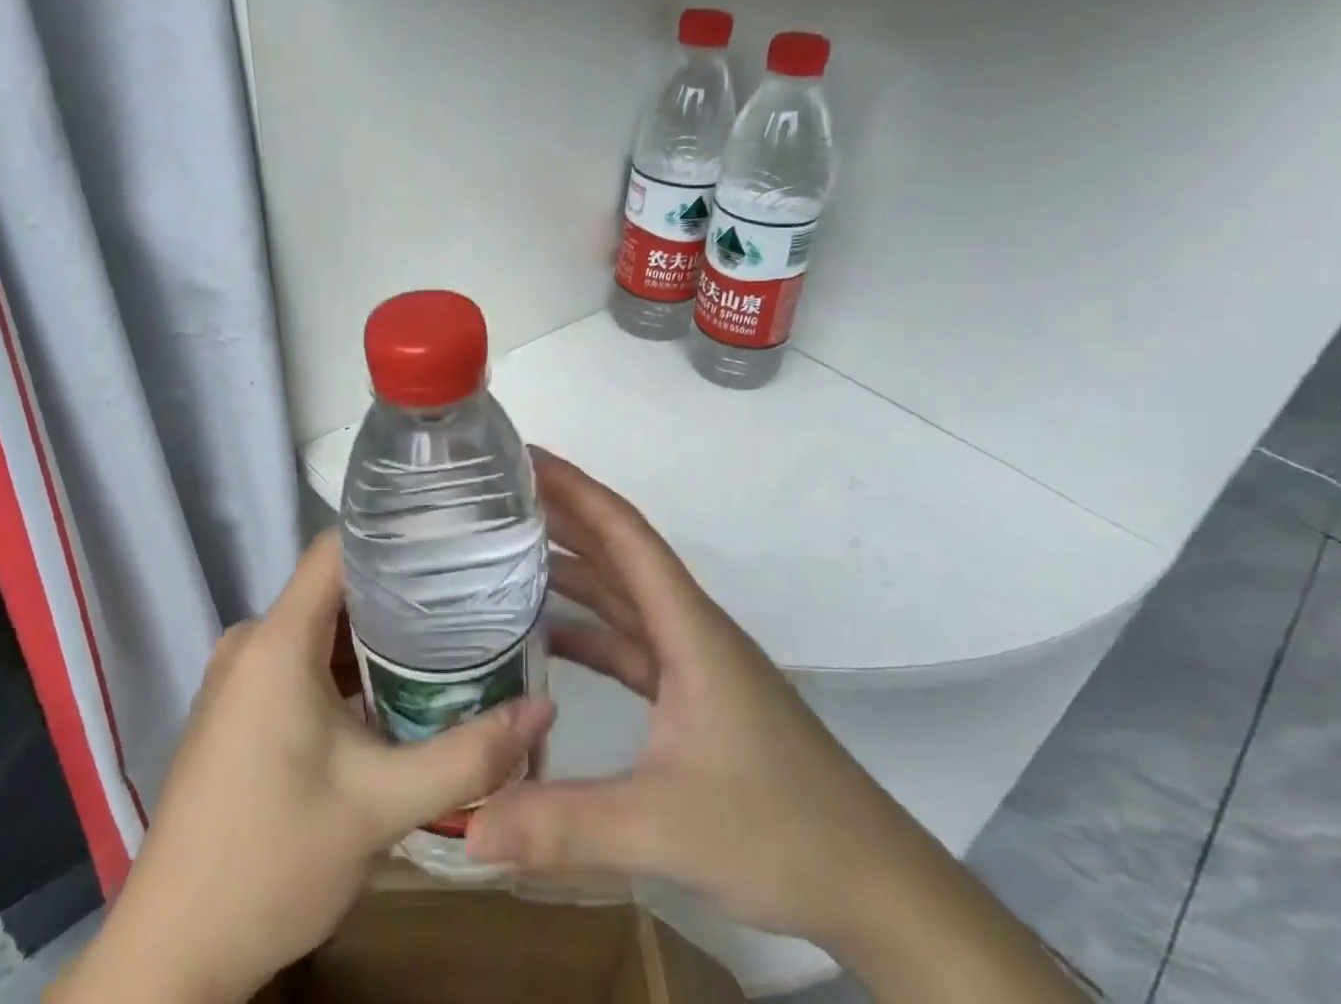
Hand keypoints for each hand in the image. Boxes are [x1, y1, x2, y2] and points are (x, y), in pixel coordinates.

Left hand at [54, 530, 554, 1003]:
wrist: (171, 956)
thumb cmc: (273, 862)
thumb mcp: (382, 807)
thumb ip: (468, 755)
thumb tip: (545, 709)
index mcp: (277, 640)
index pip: (339, 547)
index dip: (395, 534)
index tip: (454, 539)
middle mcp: (252, 640)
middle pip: (336, 586)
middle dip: (402, 591)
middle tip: (470, 597)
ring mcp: (239, 675)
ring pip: (321, 627)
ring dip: (377, 635)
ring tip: (447, 639)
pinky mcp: (237, 706)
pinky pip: (300, 659)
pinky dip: (346, 667)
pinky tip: (394, 690)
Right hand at [465, 449, 928, 947]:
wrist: (874, 884)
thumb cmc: (780, 830)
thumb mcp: (663, 825)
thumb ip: (563, 824)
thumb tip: (466, 824)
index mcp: (689, 626)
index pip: (624, 533)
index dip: (575, 487)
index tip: (527, 457)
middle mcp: (690, 628)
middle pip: (619, 553)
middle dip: (563, 515)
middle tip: (498, 494)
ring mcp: (694, 663)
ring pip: (623, 596)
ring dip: (572, 569)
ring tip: (508, 551)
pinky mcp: (694, 697)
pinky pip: (629, 643)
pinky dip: (587, 630)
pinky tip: (546, 637)